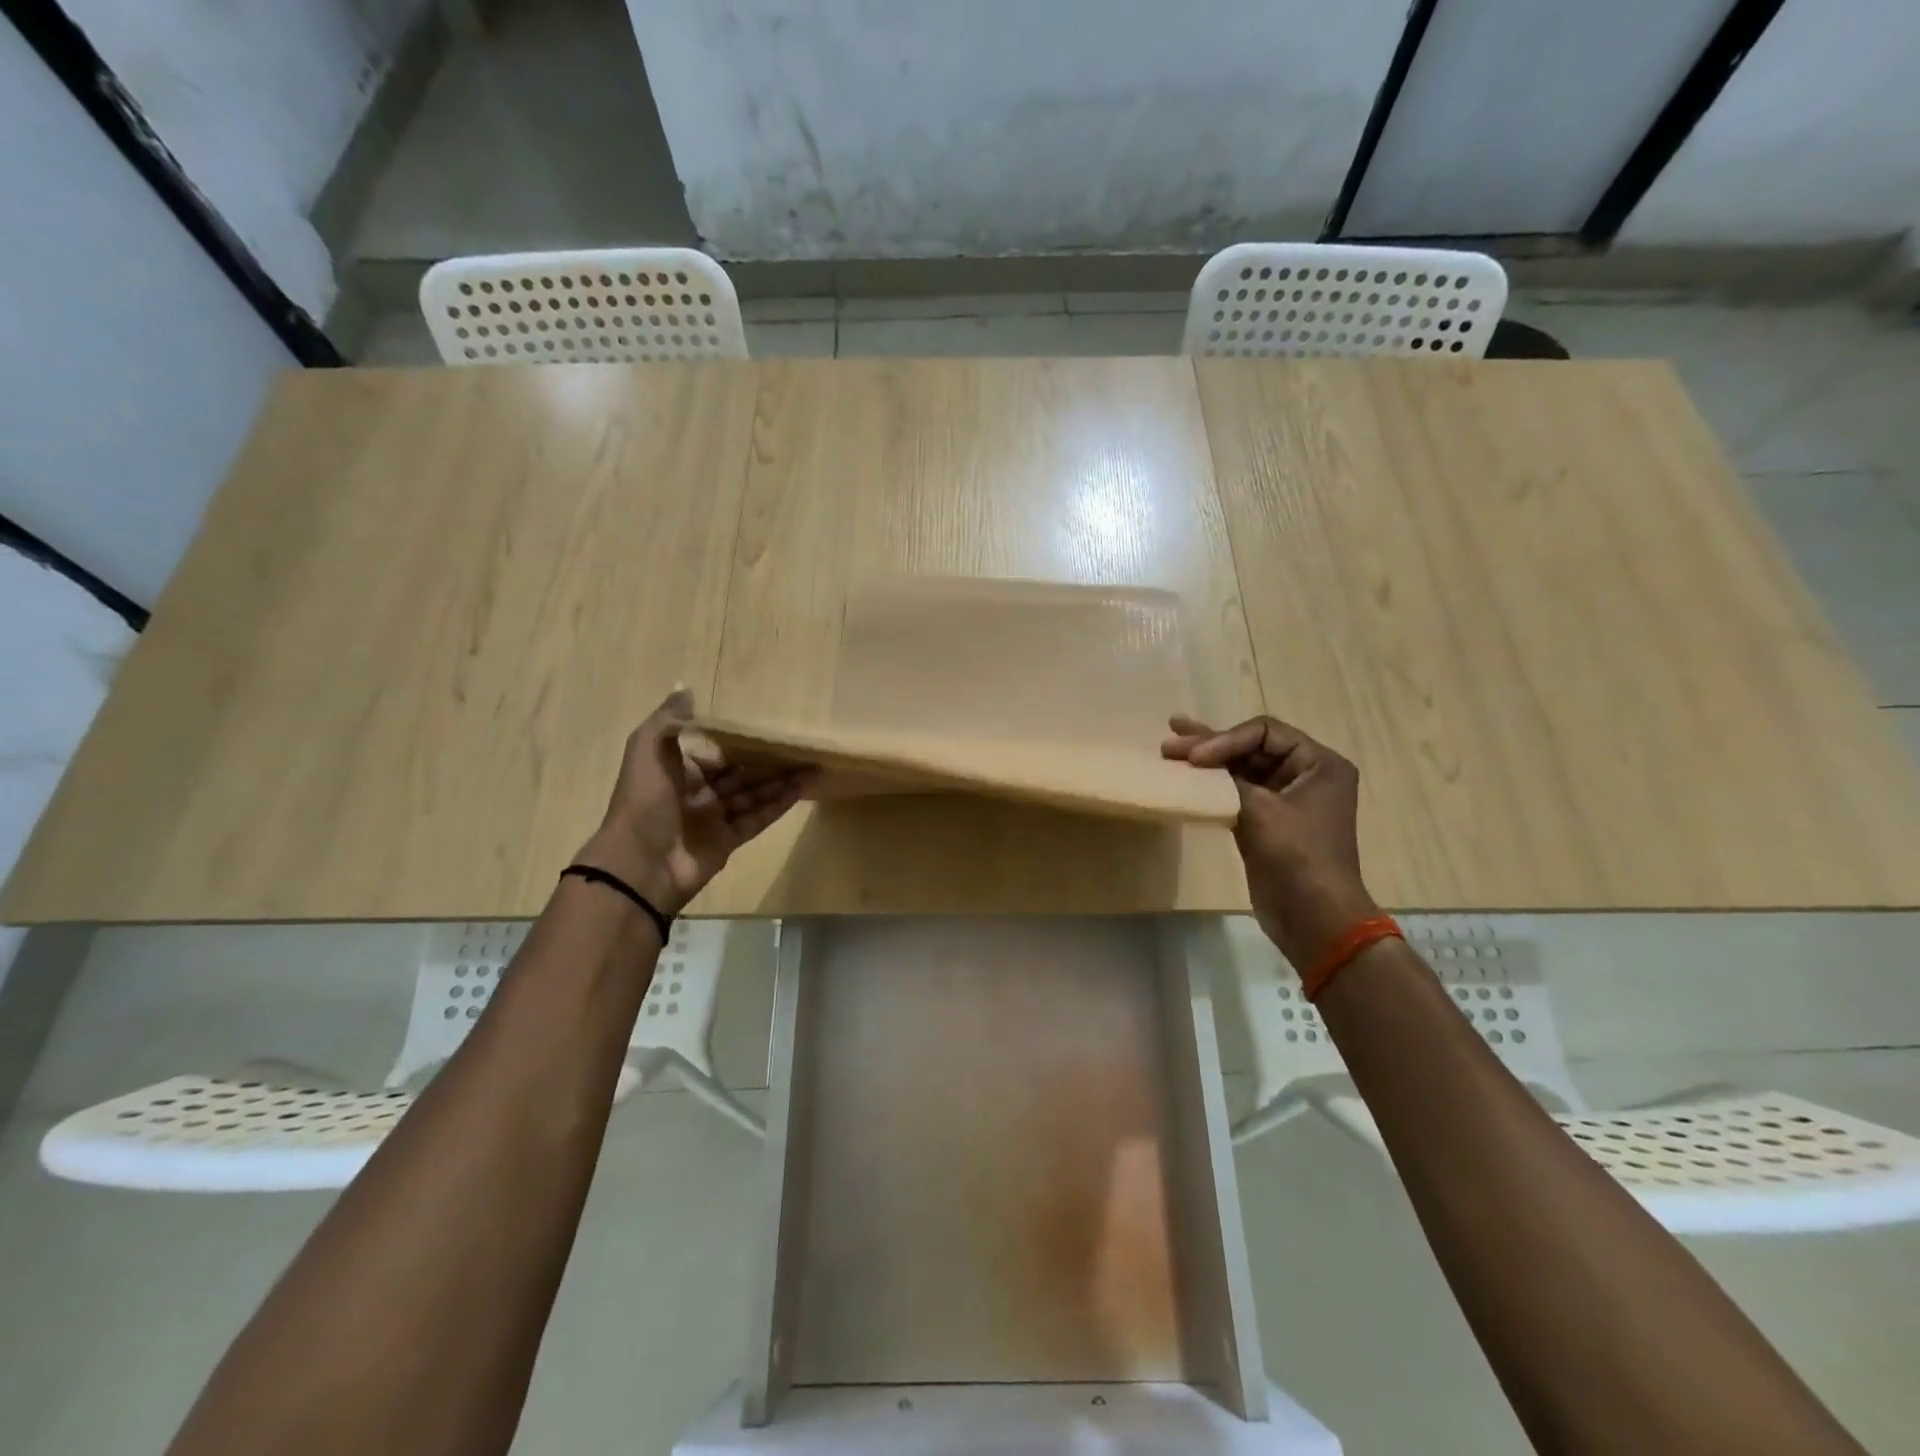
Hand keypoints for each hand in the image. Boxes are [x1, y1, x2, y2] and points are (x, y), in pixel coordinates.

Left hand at [576, 688, 812, 915]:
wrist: (639, 864)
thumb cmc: (644, 801)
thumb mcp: (648, 750)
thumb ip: (669, 719)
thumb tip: (685, 685)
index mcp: (678, 771)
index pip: (716, 751)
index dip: (742, 740)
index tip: (771, 727)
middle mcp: (698, 793)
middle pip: (741, 773)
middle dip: (769, 761)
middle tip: (801, 746)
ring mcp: (715, 819)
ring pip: (754, 795)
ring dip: (782, 781)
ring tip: (814, 766)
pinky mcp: (729, 842)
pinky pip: (758, 819)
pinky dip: (779, 805)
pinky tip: (802, 790)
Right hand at [1163, 713, 1378, 968]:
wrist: (1313, 916)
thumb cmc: (1296, 856)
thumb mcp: (1261, 809)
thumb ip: (1226, 779)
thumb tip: (1193, 762)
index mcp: (1318, 763)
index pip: (1263, 732)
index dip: (1225, 739)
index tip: (1195, 759)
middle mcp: (1305, 774)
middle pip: (1251, 747)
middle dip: (1210, 743)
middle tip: (1171, 737)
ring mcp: (1285, 799)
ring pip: (1240, 769)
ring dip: (1207, 762)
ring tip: (1171, 748)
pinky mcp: (1267, 822)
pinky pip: (1236, 793)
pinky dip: (1212, 786)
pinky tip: (1186, 780)